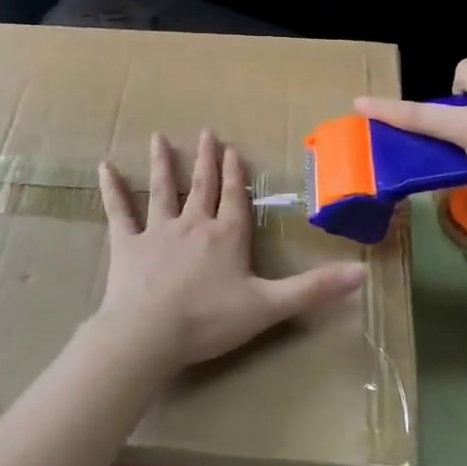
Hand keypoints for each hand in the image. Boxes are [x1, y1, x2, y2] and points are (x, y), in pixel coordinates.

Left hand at [96, 130, 366, 375]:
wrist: (151, 334)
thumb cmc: (211, 320)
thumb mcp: (270, 306)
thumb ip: (313, 289)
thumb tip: (362, 274)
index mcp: (227, 236)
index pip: (236, 199)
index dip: (237, 175)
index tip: (234, 149)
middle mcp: (194, 225)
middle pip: (203, 186)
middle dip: (207, 160)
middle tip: (206, 132)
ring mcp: (158, 231)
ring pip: (163, 190)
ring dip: (163, 163)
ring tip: (159, 138)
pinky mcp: (128, 244)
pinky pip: (119, 211)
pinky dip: (112, 189)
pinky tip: (104, 167)